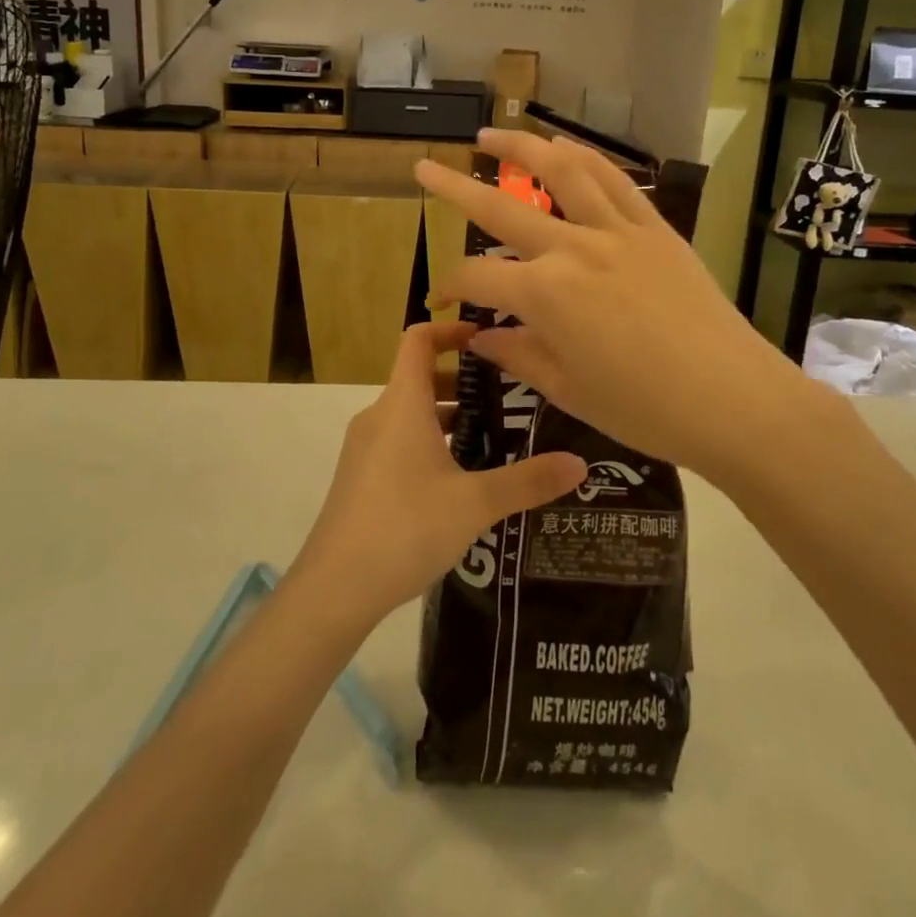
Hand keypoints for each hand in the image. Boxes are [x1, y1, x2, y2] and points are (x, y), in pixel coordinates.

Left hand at [290, 320, 585, 628]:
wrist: (335, 588)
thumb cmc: (406, 528)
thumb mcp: (476, 504)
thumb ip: (528, 481)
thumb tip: (580, 464)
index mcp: (402, 405)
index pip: (419, 338)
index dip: (452, 328)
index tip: (490, 337)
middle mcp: (380, 417)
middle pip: (419, 376)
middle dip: (463, 380)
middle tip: (510, 396)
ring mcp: (365, 448)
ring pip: (411, 413)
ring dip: (449, 415)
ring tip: (494, 438)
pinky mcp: (362, 477)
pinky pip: (400, 441)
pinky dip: (431, 442)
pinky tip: (461, 480)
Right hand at [415, 129, 820, 478]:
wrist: (734, 399)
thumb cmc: (645, 409)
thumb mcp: (569, 390)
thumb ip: (518, 355)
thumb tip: (479, 339)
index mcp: (545, 295)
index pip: (477, 278)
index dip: (450, 288)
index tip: (442, 303)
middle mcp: (573, 249)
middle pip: (500, 208)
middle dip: (454, 187)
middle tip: (423, 166)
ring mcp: (617, 231)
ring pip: (560, 172)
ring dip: (520, 148)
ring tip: (490, 135)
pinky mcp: (655, 228)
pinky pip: (614, 180)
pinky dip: (584, 156)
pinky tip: (563, 146)